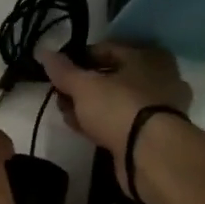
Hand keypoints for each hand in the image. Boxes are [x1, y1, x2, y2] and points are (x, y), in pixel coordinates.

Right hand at [37, 43, 192, 189]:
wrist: (150, 154)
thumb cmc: (119, 107)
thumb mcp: (84, 86)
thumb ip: (63, 70)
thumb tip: (44, 52)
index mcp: (148, 56)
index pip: (106, 49)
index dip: (79, 59)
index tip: (58, 72)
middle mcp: (160, 77)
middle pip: (112, 77)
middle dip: (83, 87)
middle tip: (61, 96)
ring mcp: (160, 108)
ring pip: (117, 101)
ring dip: (91, 107)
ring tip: (67, 114)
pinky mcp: (154, 134)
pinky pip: (122, 121)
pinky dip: (103, 123)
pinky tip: (84, 129)